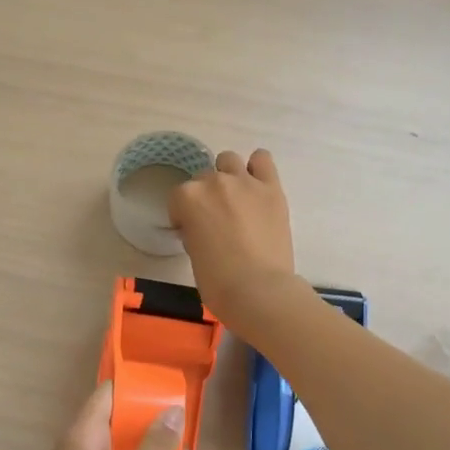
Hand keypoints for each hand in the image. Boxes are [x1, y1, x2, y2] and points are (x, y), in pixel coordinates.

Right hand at [168, 149, 298, 329]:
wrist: (258, 290)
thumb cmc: (217, 281)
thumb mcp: (192, 252)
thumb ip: (193, 229)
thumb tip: (201, 226)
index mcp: (187, 198)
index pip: (178, 197)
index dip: (183, 215)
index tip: (191, 231)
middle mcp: (213, 182)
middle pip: (203, 179)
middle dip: (206, 197)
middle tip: (216, 220)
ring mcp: (244, 182)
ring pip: (229, 161)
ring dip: (228, 176)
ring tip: (236, 199)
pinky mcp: (271, 187)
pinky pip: (262, 159)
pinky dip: (257, 168)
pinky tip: (257, 185)